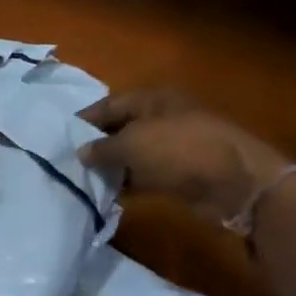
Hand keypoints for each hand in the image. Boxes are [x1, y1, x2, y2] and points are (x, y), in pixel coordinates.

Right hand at [78, 89, 294, 223]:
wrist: (233, 181)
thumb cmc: (179, 150)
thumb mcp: (133, 144)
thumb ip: (103, 148)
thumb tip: (81, 152)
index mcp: (153, 100)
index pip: (110, 104)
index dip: (86, 119)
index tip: (62, 136)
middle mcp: (162, 118)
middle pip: (122, 129)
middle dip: (98, 145)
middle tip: (69, 162)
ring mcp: (173, 147)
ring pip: (134, 155)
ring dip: (113, 167)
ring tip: (83, 181)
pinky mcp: (180, 174)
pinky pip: (147, 176)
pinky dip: (130, 184)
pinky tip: (109, 195)